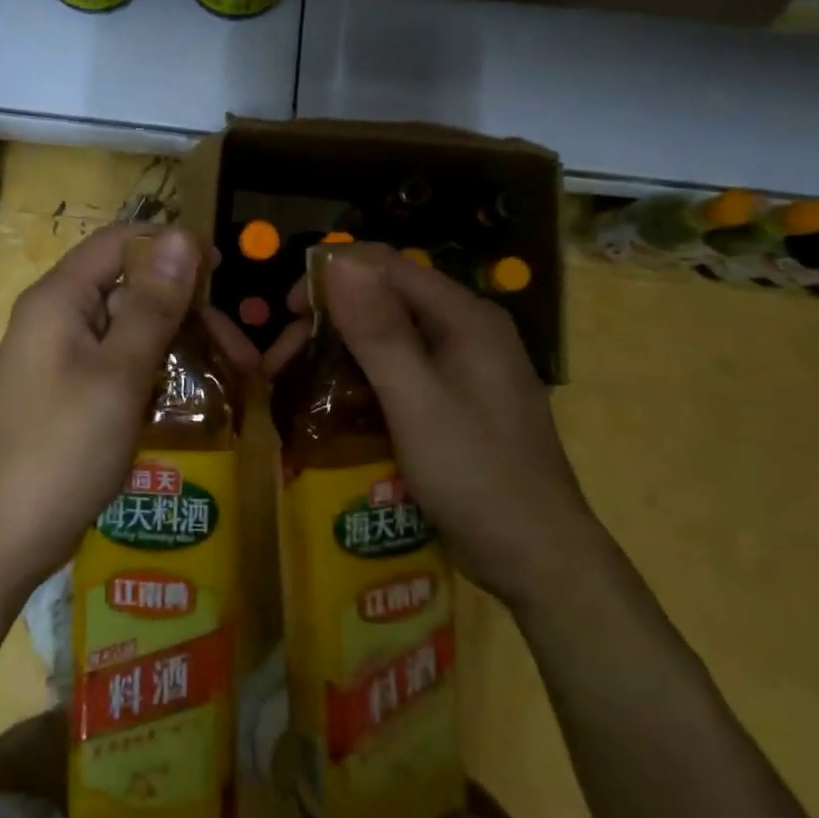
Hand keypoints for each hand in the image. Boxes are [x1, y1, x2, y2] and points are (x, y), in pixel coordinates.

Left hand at [0, 225, 258, 601]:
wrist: (1, 540)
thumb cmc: (62, 450)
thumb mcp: (119, 374)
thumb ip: (154, 304)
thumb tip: (183, 237)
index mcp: (59, 299)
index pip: (121, 243)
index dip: (173, 248)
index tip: (224, 274)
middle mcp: (56, 318)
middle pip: (130, 287)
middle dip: (188, 310)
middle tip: (241, 352)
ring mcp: (59, 358)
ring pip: (129, 328)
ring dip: (180, 344)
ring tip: (231, 378)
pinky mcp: (66, 392)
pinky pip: (118, 362)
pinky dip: (155, 371)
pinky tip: (189, 398)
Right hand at [265, 250, 593, 598]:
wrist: (537, 558)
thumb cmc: (476, 474)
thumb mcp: (417, 401)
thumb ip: (378, 329)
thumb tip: (338, 259)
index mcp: (465, 317)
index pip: (388, 266)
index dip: (332, 275)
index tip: (287, 310)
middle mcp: (466, 330)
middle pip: (385, 300)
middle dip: (328, 321)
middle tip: (280, 360)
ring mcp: (463, 367)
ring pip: (388, 338)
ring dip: (338, 352)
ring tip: (294, 383)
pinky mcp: (455, 400)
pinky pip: (399, 371)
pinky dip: (360, 378)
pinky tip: (332, 403)